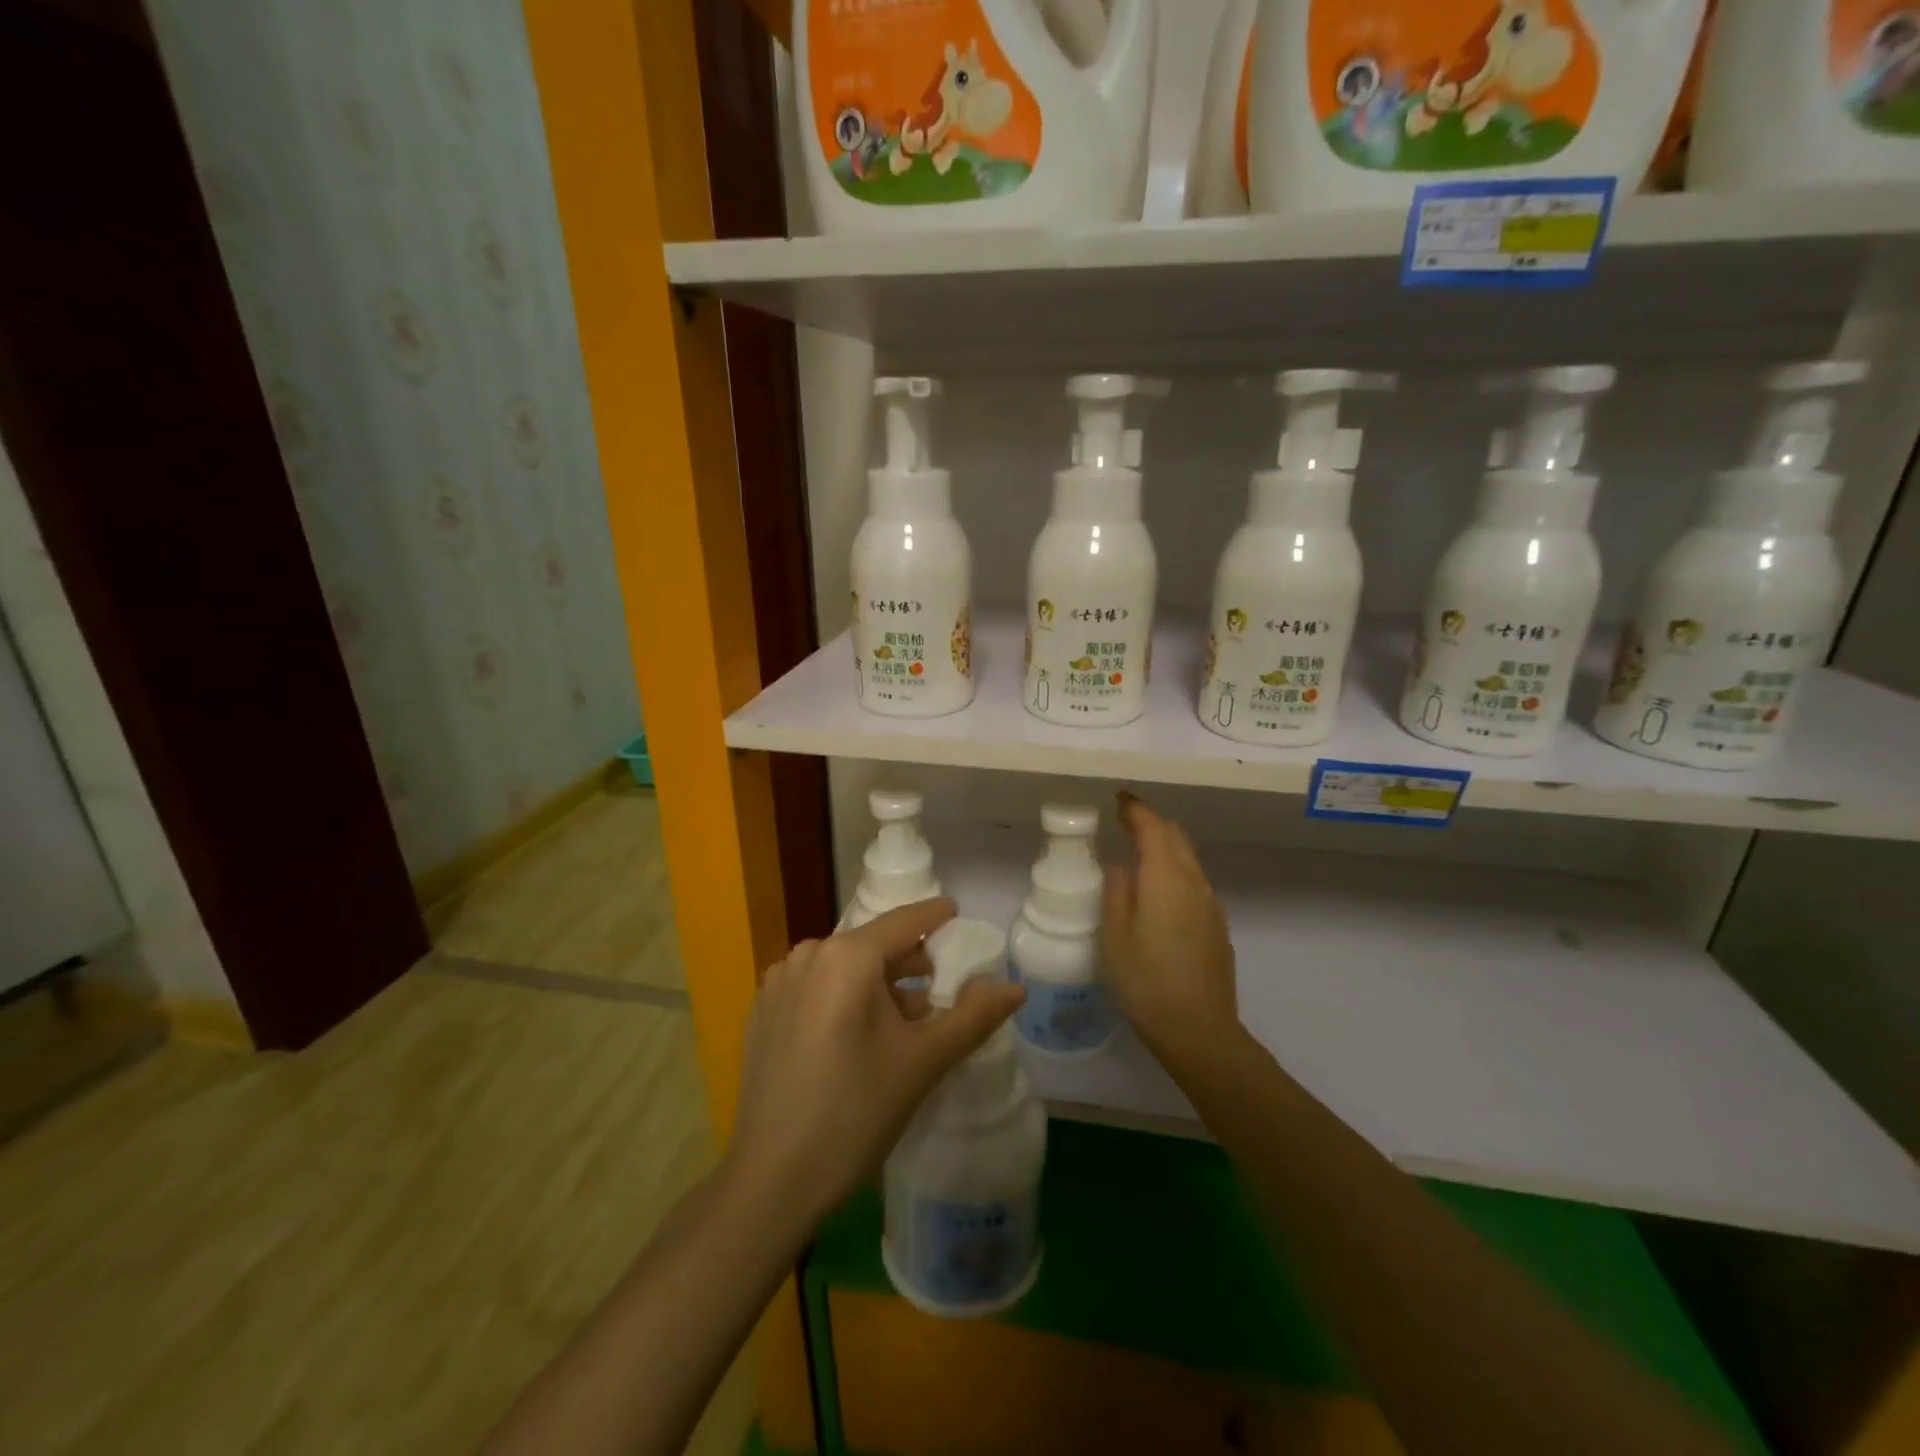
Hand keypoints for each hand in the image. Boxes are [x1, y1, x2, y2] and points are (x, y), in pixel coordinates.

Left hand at [727, 899, 1025, 1224]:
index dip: (935, 917)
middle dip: (908, 963)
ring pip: (842, 967)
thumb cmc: (856, 1112)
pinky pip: (815, 987)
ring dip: (876, 985)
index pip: (904, 922)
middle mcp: (808, 955)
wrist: (772, 1179)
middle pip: (872, 945)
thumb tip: (1016, 988)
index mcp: (846, 956)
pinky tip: (857, 1039)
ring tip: (904, 1022)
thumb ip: (973, 1017)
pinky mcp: (762, 1011)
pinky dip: (843, 998)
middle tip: (939, 988)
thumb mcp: (923, 1062)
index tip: (957, 916)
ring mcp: (779, 982)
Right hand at [1102, 793, 1237, 1061]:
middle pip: (1176, 837)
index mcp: (1166, 878)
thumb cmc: (1146, 981)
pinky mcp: (1217, 926)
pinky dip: (1175, 869)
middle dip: (1152, 823)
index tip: (1118, 800)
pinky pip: (1194, 881)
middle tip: (1125, 821)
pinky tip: (1159, 891)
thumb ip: (1116, 892)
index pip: (1153, 828)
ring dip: (1165, 846)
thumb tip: (1120, 866)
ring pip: (1188, 859)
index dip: (1135, 809)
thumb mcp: (1115, 936)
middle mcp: (1193, 882)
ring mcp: (1210, 904)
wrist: (1199, 1030)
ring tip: (1138, 852)